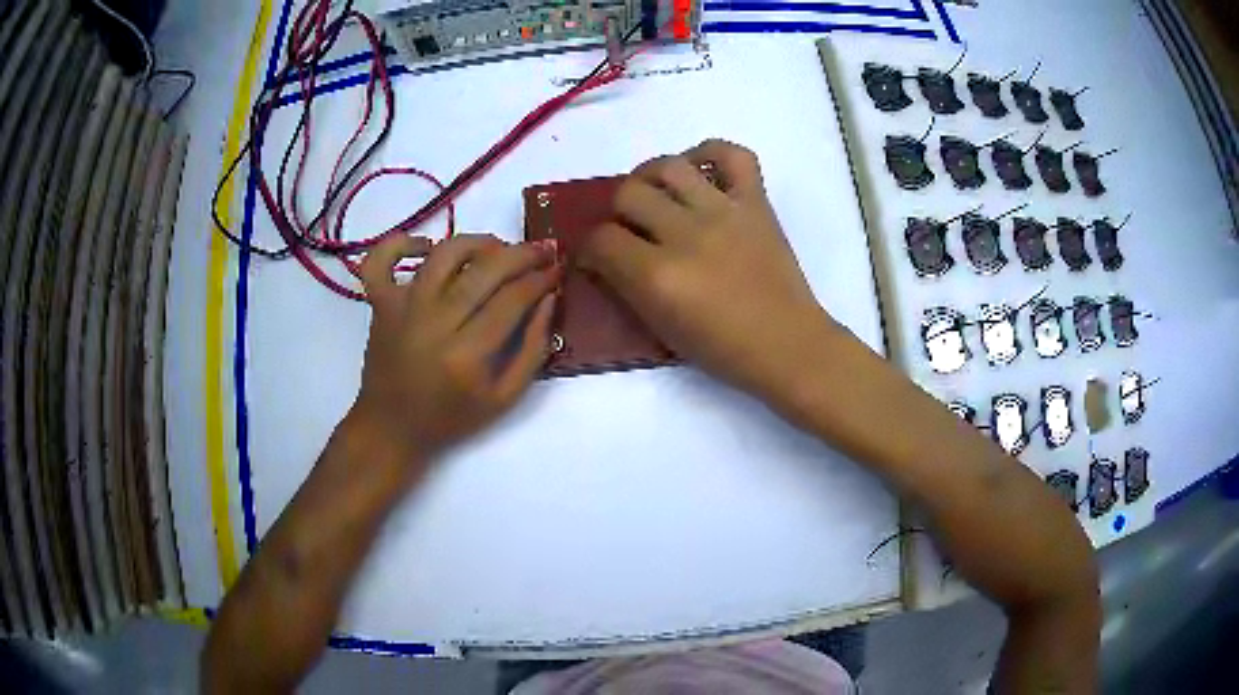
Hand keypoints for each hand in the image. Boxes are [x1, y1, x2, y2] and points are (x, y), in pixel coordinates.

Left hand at [349, 233, 558, 470]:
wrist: (392, 427)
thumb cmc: (450, 419)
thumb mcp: (504, 399)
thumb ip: (533, 349)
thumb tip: (549, 299)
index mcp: (466, 356)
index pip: (513, 300)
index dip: (541, 279)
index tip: (557, 271)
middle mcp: (433, 324)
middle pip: (484, 271)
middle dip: (522, 255)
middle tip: (543, 250)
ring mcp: (402, 309)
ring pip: (444, 255)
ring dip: (478, 243)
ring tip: (497, 248)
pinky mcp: (379, 303)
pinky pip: (380, 260)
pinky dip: (401, 243)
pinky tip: (427, 247)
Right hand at [577, 139, 836, 400]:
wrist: (788, 345)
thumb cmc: (723, 350)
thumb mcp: (661, 329)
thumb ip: (628, 287)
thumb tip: (604, 258)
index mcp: (658, 276)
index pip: (601, 239)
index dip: (590, 248)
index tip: (598, 256)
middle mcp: (686, 234)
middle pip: (628, 193)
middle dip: (617, 211)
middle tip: (629, 227)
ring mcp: (724, 212)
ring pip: (669, 166)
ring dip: (650, 176)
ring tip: (655, 193)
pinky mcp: (756, 202)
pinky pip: (734, 155)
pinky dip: (711, 153)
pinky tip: (699, 170)